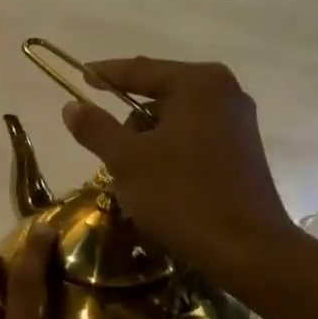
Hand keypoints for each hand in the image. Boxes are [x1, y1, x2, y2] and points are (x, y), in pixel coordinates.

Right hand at [60, 56, 294, 281]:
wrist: (246, 249)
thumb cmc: (182, 196)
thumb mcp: (128, 161)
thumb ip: (96, 128)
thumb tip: (71, 106)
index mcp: (198, 84)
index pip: (140, 70)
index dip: (106, 73)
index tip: (80, 76)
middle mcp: (224, 92)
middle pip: (160, 92)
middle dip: (127, 114)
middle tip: (101, 140)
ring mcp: (238, 122)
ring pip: (176, 118)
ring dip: (147, 136)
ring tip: (128, 169)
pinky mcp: (243, 150)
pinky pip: (193, 136)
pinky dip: (169, 149)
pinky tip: (156, 177)